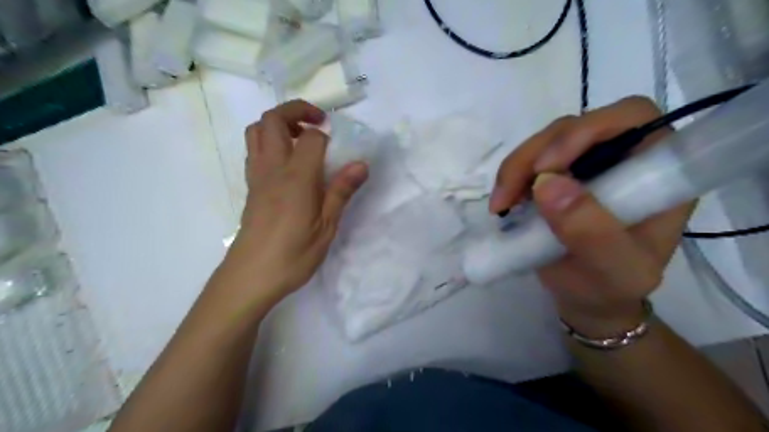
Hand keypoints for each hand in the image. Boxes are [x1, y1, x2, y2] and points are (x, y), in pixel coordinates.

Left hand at [224, 101, 366, 302]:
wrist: (251, 277)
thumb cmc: (293, 254)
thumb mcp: (326, 227)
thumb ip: (342, 191)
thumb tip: (362, 164)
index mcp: (296, 177)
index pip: (311, 138)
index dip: (327, 137)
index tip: (341, 149)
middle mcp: (272, 168)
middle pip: (273, 119)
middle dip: (296, 111)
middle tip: (318, 123)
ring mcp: (257, 176)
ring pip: (257, 131)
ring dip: (279, 124)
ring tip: (301, 139)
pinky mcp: (251, 187)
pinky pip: (255, 150)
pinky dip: (269, 142)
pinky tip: (288, 163)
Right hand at [492, 97, 697, 336]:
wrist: (587, 298)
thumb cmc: (610, 287)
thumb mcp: (612, 270)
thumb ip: (591, 232)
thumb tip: (547, 183)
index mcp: (656, 172)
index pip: (631, 119)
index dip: (588, 130)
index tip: (549, 167)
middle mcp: (621, 158)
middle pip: (575, 126)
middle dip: (536, 155)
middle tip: (510, 194)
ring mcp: (585, 165)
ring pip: (545, 142)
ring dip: (516, 168)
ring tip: (501, 205)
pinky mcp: (556, 176)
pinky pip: (528, 161)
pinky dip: (510, 178)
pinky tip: (503, 204)